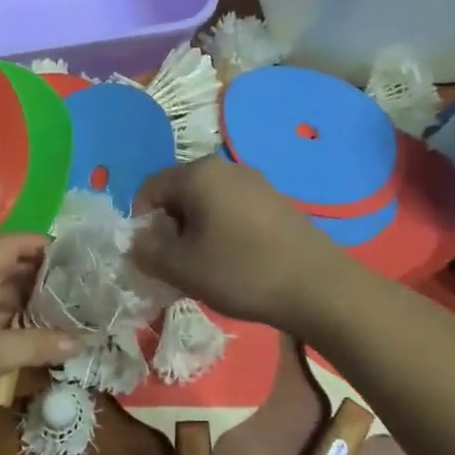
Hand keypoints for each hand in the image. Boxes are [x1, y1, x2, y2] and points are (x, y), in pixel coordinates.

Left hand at [0, 235, 78, 437]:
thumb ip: (36, 345)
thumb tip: (79, 342)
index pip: (10, 245)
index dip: (41, 244)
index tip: (74, 253)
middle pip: (3, 268)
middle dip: (39, 275)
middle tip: (76, 285)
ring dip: (25, 300)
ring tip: (62, 307)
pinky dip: (8, 321)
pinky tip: (30, 333)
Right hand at [130, 158, 348, 329]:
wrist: (318, 286)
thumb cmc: (242, 271)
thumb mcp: (182, 268)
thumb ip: (147, 252)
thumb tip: (136, 241)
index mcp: (199, 174)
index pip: (150, 187)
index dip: (141, 222)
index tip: (150, 256)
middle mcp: (227, 167)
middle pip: (180, 193)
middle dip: (170, 228)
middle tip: (176, 266)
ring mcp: (256, 182)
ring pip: (208, 203)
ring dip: (196, 232)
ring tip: (205, 268)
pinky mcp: (277, 201)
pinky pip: (234, 210)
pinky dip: (223, 232)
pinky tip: (235, 263)